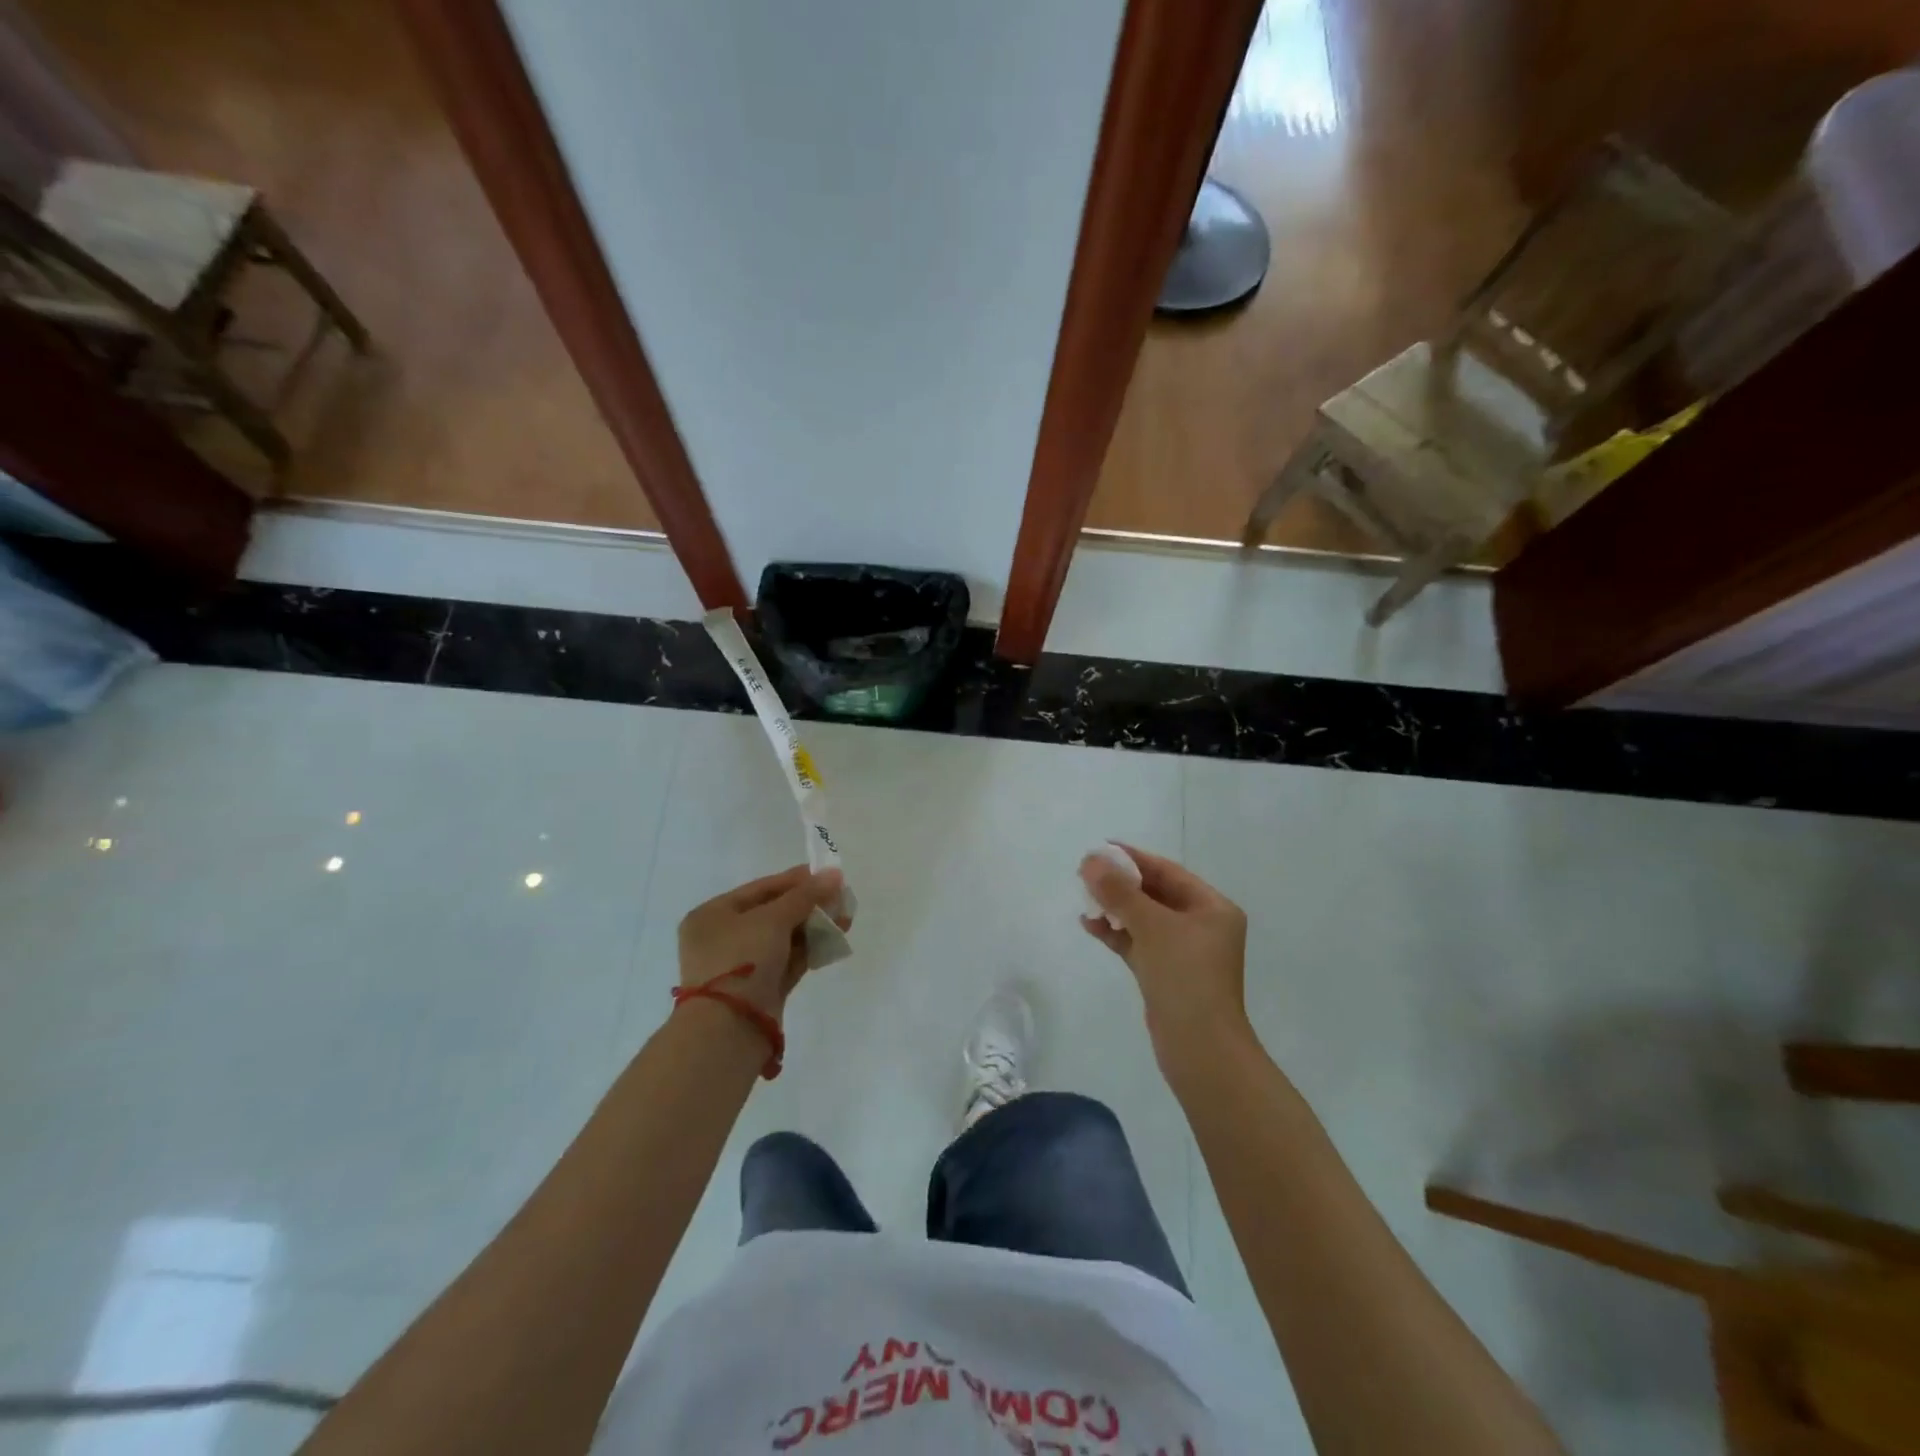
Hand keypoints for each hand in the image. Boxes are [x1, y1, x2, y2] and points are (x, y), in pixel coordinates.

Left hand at [677, 865, 847, 1026]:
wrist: (729, 1028)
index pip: (760, 889)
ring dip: (814, 926)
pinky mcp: (761, 988)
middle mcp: (723, 938)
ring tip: (845, 918)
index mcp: (713, 915)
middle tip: (841, 898)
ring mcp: (742, 966)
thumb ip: (805, 895)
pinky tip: (835, 939)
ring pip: (784, 938)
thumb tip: (835, 874)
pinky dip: (810, 949)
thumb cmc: (742, 959)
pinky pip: (788, 960)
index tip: (828, 876)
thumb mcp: (773, 919)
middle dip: (809, 905)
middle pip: (774, 913)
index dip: (796, 880)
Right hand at [1080, 845, 1249, 1065]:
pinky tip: (1090, 924)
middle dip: (1121, 883)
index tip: (1101, 848)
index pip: (1168, 872)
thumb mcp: (1152, 927)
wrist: (1201, 1050)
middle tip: (1085, 872)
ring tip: (1083, 896)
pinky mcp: (1165, 974)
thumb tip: (1090, 860)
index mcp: (1212, 908)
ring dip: (1115, 907)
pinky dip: (1116, 932)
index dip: (1134, 859)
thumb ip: (1120, 892)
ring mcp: (1183, 952)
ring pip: (1144, 919)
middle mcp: (1201, 926)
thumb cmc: (1186, 978)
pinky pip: (1138, 942)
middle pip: (1155, 894)